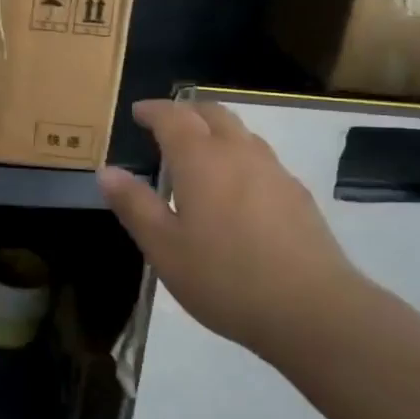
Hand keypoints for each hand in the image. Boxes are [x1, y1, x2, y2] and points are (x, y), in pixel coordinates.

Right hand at [98, 98, 367, 355]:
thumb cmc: (225, 278)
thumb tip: (107, 171)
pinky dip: (240, 155)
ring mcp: (274, 171)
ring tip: (201, 152)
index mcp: (201, 160)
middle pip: (212, 113)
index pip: (173, 117)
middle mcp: (239, 153)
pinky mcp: (298, 195)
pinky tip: (238, 187)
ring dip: (216, 130)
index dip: (153, 110)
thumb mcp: (164, 248)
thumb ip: (135, 205)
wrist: (312, 309)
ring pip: (242, 133)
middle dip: (186, 111)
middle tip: (167, 123)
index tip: (138, 111)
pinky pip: (262, 158)